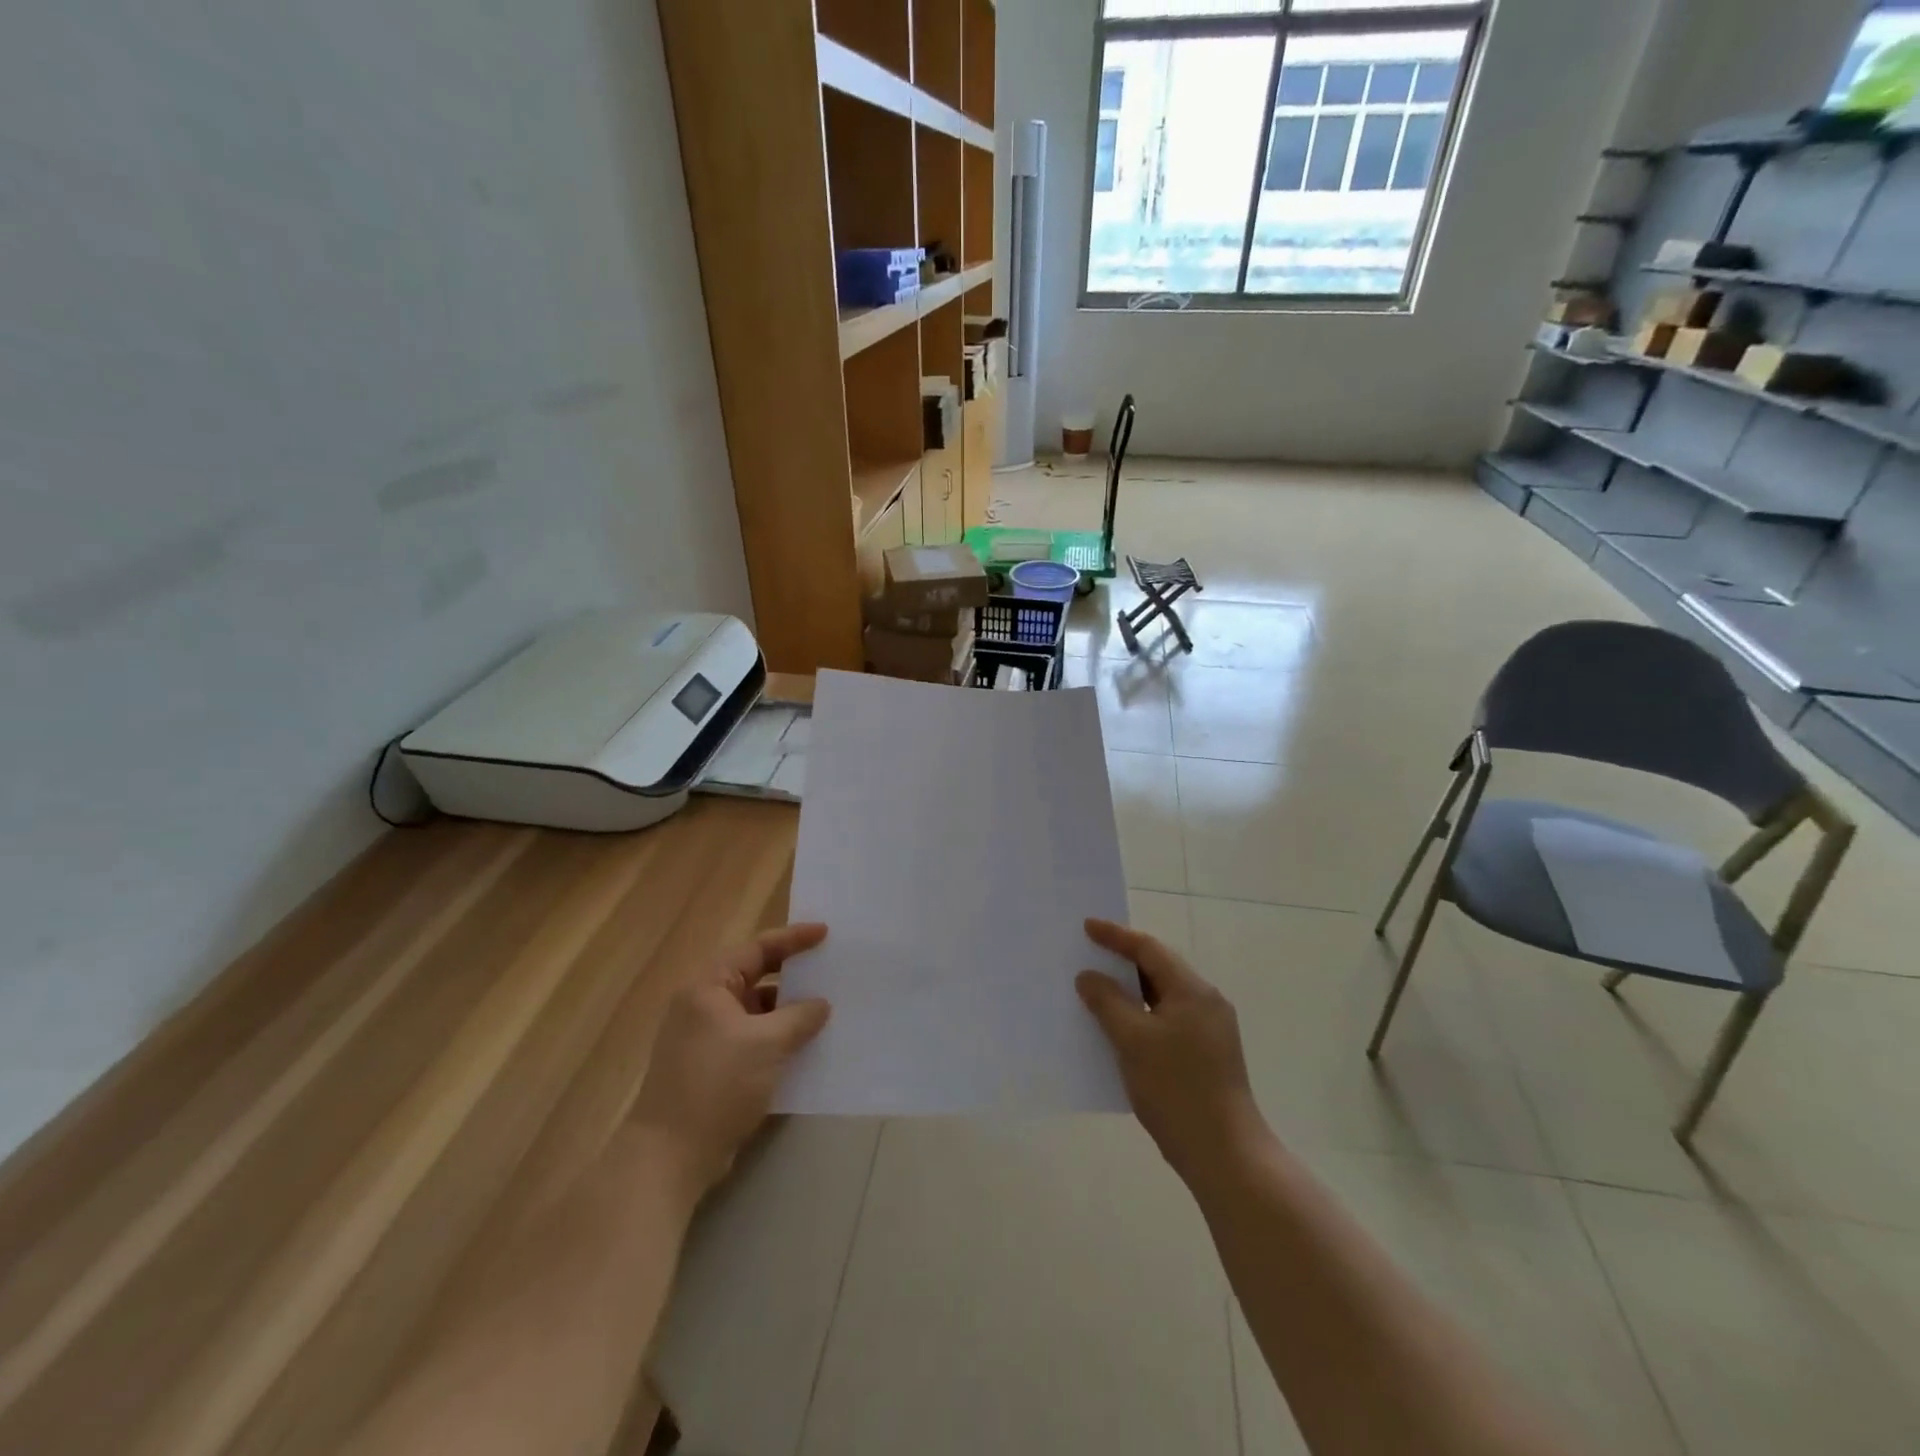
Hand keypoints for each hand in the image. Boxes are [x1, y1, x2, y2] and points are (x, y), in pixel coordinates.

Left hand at [629, 923, 831, 1196]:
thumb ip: (799, 1017)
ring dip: (786, 1010)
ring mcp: (705, 1038)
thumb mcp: (767, 1044)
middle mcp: (703, 1005)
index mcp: (709, 987)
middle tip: (827, 968)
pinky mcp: (711, 1067)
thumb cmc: (717, 1084)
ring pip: (754, 1011)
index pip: (756, 949)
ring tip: (824, 1010)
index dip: (793, 939)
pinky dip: (776, 1038)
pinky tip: (803, 1047)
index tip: (825, 933)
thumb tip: (820, 1004)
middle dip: (791, 974)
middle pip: (754, 976)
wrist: (670, 1156)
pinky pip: (751, 1038)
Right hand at [1077, 919, 1266, 1186]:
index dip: (1116, 936)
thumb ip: (1108, 1002)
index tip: (1087, 926)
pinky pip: (1166, 1019)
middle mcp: (1206, 1002)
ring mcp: (1209, 1030)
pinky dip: (1140, 1015)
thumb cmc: (1176, 1089)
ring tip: (1096, 988)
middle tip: (1088, 953)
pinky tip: (1117, 1028)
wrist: (1224, 1154)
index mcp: (1193, 990)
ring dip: (1130, 991)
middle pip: (1159, 969)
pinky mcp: (1206, 1054)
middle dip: (1123, 960)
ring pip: (1162, 996)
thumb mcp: (1133, 1040)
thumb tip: (1089, 976)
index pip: (1149, 949)